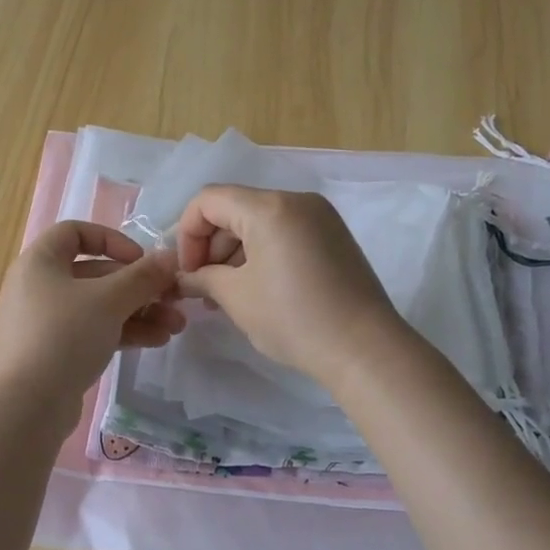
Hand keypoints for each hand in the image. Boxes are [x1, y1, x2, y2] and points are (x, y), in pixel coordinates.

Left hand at [0, 222, 183, 409]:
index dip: (113, 240)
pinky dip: (123, 331)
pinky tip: (157, 340)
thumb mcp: (110, 300)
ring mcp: (46, 320)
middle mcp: (39, 285)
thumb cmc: (65, 335)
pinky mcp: (55, 350)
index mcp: (40, 261)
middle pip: (96, 273)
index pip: (76, 232)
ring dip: (139, 311)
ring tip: (176, 325)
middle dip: (140, 286)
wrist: (29, 404)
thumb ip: (143, 276)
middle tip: (174, 298)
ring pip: (99, 305)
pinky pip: (93, 329)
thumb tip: (170, 257)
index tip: (141, 260)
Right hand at [174, 185, 404, 388]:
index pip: (208, 200)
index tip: (187, 272)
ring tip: (226, 294)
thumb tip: (184, 278)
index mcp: (269, 207)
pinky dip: (262, 253)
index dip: (187, 234)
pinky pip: (284, 232)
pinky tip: (256, 288)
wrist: (365, 349)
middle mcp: (296, 200)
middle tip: (203, 288)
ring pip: (259, 221)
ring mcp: (320, 217)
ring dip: (235, 252)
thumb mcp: (237, 298)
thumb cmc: (294, 319)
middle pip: (235, 208)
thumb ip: (202, 278)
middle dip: (211, 245)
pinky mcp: (333, 236)